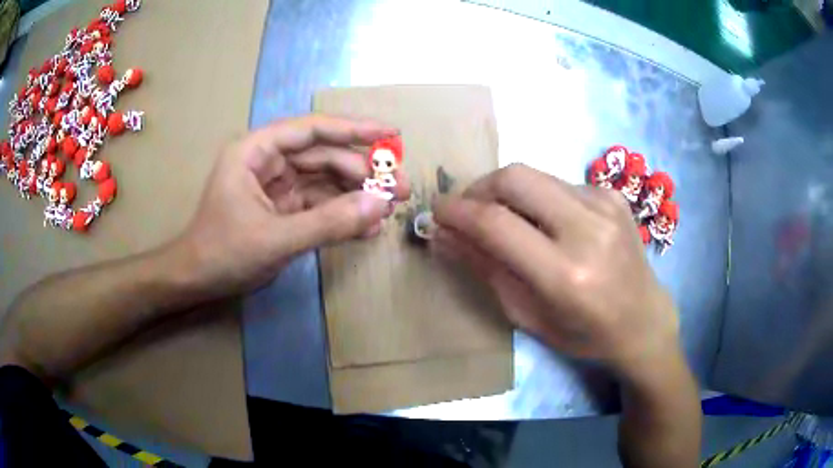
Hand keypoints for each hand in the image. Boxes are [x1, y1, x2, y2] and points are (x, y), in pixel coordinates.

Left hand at [168, 115, 409, 298]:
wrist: (197, 282)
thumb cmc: (222, 253)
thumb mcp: (275, 239)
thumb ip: (328, 222)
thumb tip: (380, 205)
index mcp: (256, 152)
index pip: (312, 130)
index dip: (354, 129)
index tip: (392, 135)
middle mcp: (269, 162)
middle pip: (325, 157)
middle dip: (363, 173)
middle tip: (401, 191)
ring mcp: (278, 187)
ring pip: (326, 182)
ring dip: (357, 196)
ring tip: (389, 211)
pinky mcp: (284, 210)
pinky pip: (319, 206)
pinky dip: (342, 216)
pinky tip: (367, 228)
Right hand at [431, 164, 676, 374]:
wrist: (643, 320)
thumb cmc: (584, 333)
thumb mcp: (527, 315)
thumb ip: (484, 269)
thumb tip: (443, 235)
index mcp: (566, 274)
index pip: (496, 224)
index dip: (457, 212)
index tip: (436, 211)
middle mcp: (589, 229)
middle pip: (515, 177)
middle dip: (479, 188)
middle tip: (467, 210)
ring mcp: (605, 204)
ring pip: (535, 175)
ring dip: (508, 193)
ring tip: (505, 220)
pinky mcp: (613, 194)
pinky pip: (558, 183)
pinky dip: (538, 198)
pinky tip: (545, 223)